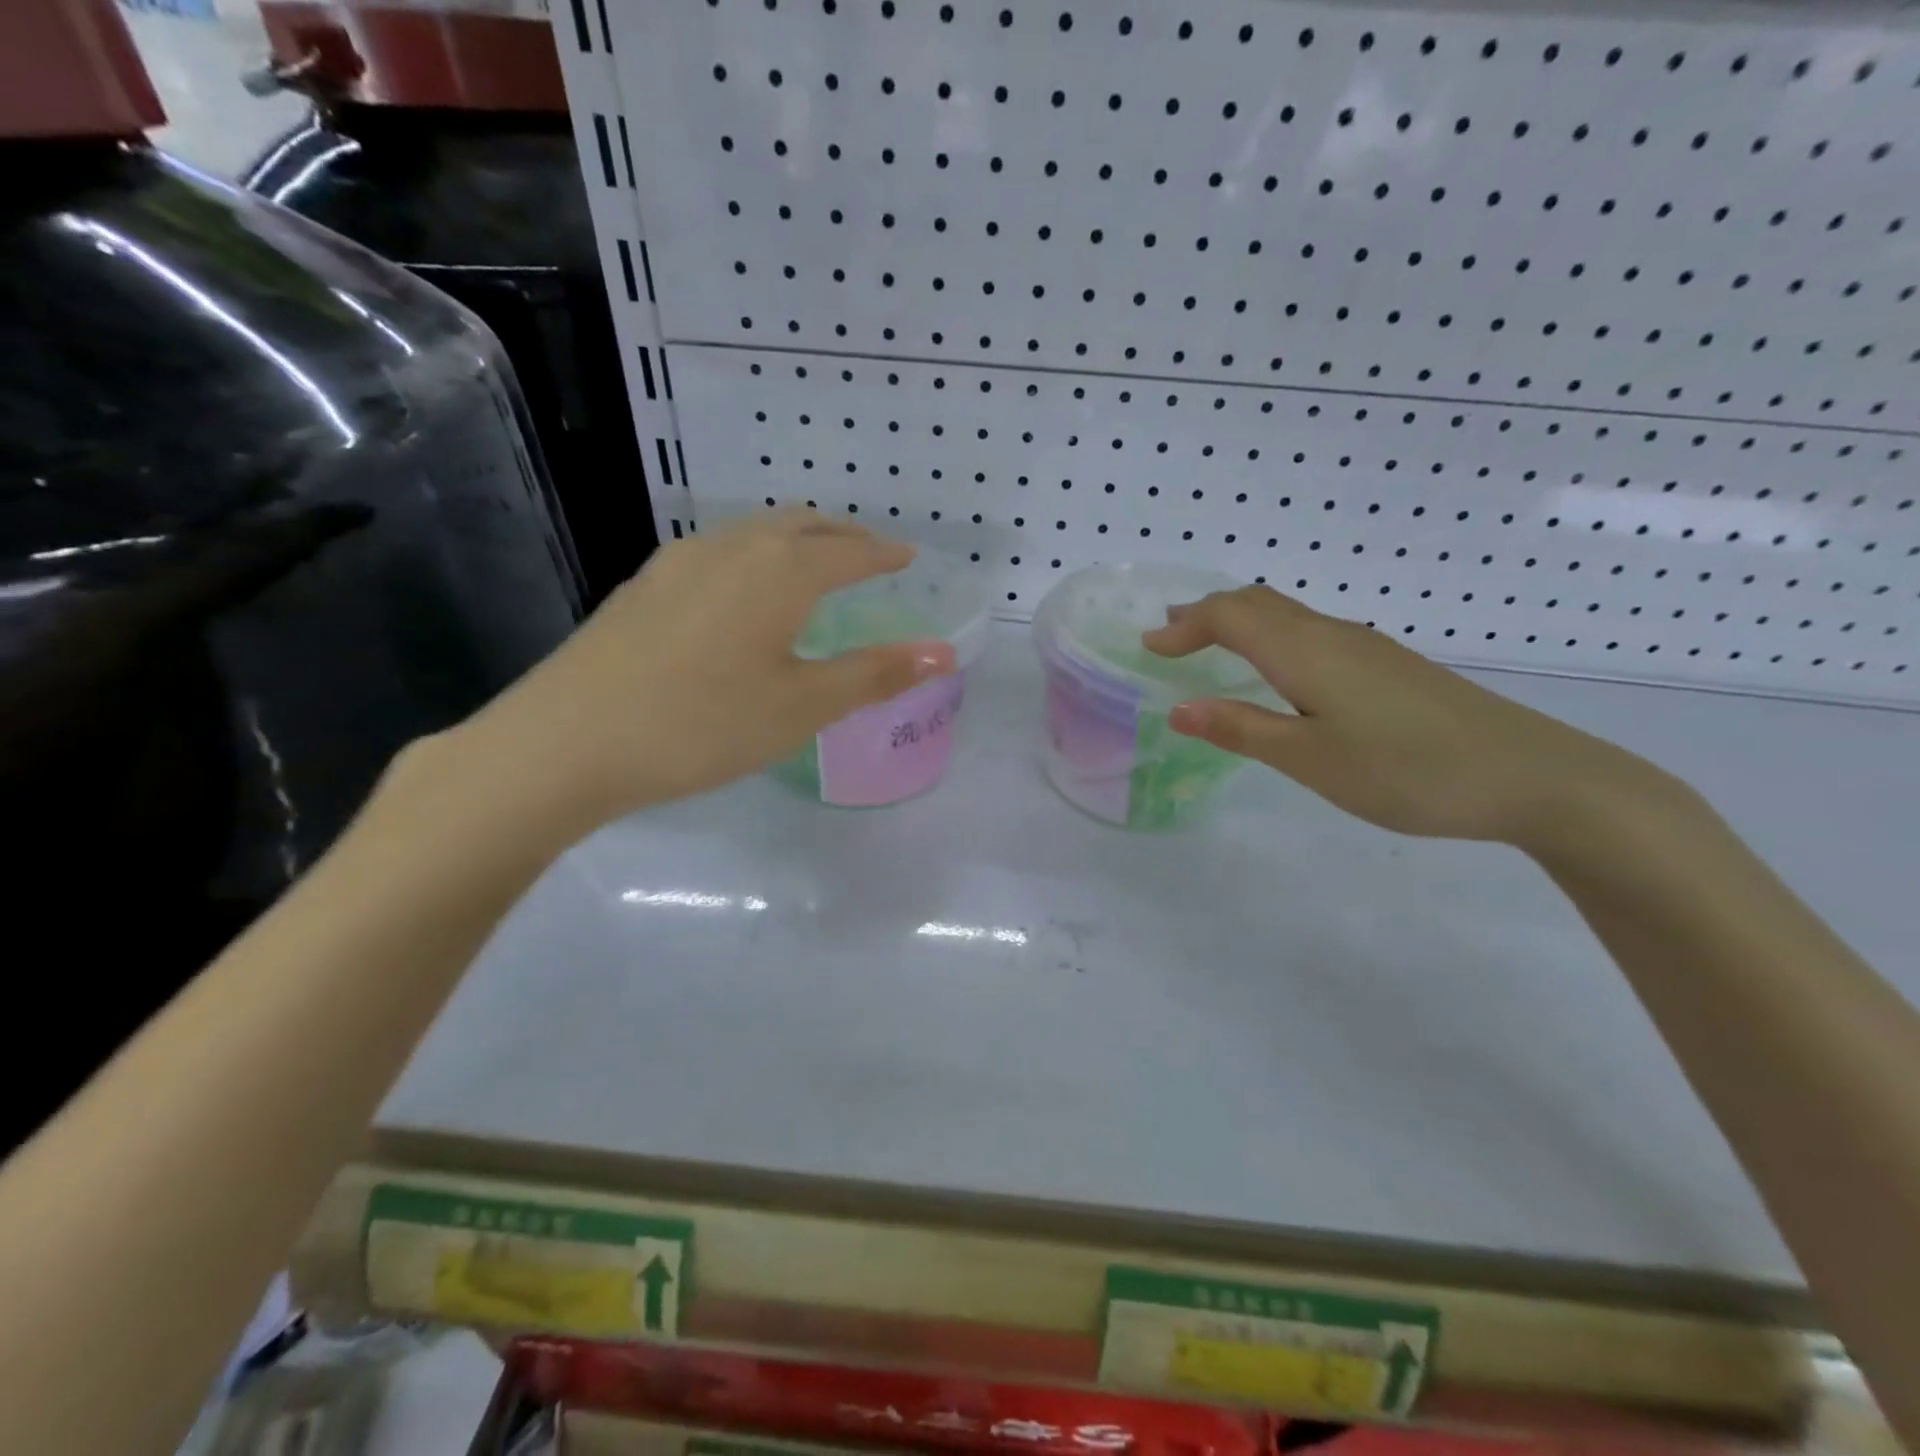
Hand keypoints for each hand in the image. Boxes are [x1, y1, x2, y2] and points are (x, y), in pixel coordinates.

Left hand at [457, 510, 954, 831]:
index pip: (849, 550)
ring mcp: (678, 562)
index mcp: (778, 571)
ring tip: (811, 566)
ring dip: (794, 540)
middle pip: (800, 524)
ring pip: (753, 533)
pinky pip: (717, 552)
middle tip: (868, 554)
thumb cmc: (702, 724)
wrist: (567, 741)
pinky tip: (741, 592)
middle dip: (842, 534)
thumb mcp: (801, 707)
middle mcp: (731, 549)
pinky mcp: (643, 586)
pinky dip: (752, 556)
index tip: (908, 557)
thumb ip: (873, 675)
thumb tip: (942, 653)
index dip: (884, 554)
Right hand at [1143, 586, 1664, 847]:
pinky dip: (1272, 636)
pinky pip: (1311, 632)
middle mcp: (1332, 636)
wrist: (1530, 776)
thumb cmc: (1408, 771)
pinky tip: (1277, 669)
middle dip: (1207, 613)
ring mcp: (1367, 647)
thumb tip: (1178, 708)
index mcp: (1305, 652)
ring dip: (1240, 621)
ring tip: (1209, 643)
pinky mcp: (1389, 666)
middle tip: (1169, 636)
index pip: (1230, 616)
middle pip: (1258, 603)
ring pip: (1288, 614)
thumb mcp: (1311, 760)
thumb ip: (1242, 730)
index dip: (1185, 626)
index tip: (1148, 647)